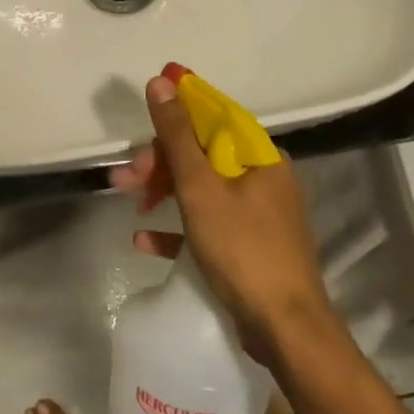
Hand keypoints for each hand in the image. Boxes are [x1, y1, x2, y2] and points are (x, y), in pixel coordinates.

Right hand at [110, 75, 334, 365]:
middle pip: (203, 155)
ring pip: (202, 189)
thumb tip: (161, 82)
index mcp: (259, 157)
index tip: (147, 101)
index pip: (214, 117)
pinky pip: (208, 226)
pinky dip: (178, 229)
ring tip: (131, 206)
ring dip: (164, 193)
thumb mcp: (201, 188)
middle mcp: (263, 178)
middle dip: (161, 162)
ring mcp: (258, 214)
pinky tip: (145, 240)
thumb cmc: (243, 250)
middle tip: (126, 179)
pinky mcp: (250, 247)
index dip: (179, 107)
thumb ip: (178, 135)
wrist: (287, 331)